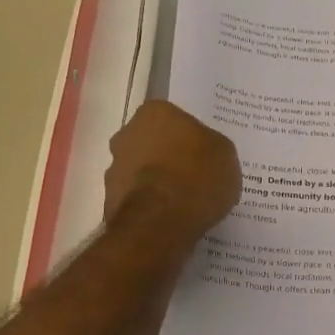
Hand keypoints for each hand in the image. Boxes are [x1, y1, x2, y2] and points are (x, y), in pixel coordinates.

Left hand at [104, 101, 240, 242]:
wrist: (160, 222)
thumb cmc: (197, 177)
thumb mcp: (225, 155)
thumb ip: (212, 147)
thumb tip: (204, 153)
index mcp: (156, 112)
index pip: (175, 119)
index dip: (191, 138)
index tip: (204, 155)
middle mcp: (127, 133)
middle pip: (153, 142)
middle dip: (169, 157)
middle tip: (194, 177)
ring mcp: (114, 167)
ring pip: (141, 171)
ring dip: (156, 182)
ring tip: (182, 203)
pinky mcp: (109, 199)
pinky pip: (136, 197)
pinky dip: (150, 205)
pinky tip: (169, 218)